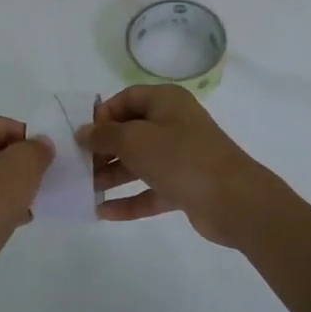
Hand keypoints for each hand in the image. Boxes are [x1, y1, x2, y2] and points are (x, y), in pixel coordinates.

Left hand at [0, 117, 53, 295]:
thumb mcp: (23, 165)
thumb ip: (36, 149)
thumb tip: (40, 144)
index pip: (2, 125)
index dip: (29, 136)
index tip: (49, 156)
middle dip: (22, 163)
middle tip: (46, 177)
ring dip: (14, 188)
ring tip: (37, 200)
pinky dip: (2, 208)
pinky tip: (20, 220)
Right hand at [80, 85, 274, 247]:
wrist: (233, 200)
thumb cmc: (181, 158)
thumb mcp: (135, 140)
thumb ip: (105, 135)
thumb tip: (83, 132)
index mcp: (166, 102)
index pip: (126, 99)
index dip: (102, 115)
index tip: (82, 136)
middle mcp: (174, 125)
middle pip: (130, 132)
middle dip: (103, 149)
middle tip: (77, 166)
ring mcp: (180, 157)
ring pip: (138, 163)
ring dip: (111, 176)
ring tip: (84, 190)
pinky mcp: (184, 186)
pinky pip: (150, 190)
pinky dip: (129, 200)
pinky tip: (102, 212)